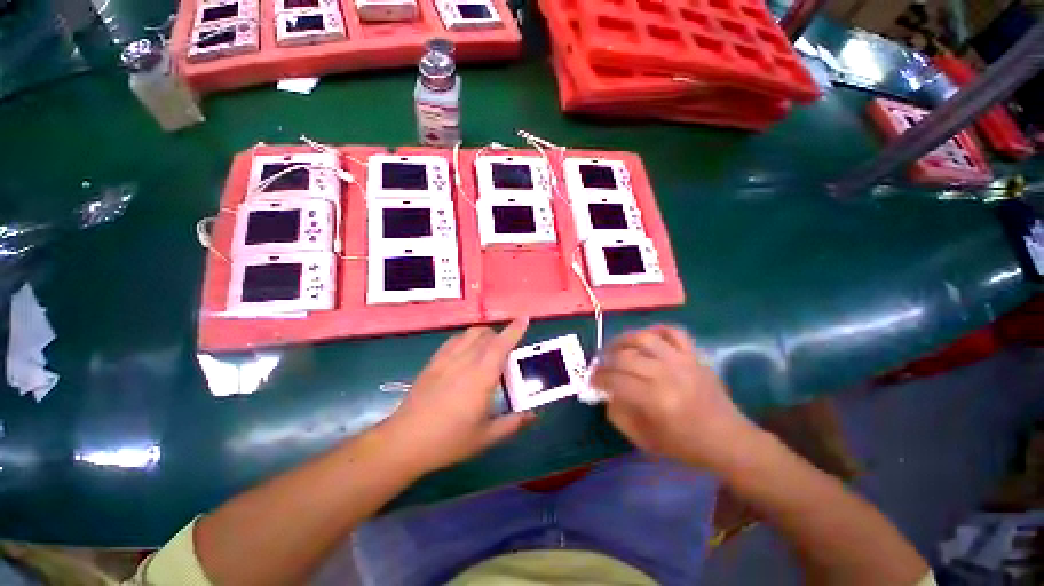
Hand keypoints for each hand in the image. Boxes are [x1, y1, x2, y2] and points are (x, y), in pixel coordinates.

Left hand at [383, 318, 534, 474]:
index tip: (525, 319)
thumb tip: (533, 415)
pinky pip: (454, 340)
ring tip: (488, 350)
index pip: (502, 345)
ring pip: (470, 333)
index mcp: (482, 377)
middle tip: (508, 352)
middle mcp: (465, 361)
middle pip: (487, 335)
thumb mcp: (486, 437)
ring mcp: (447, 359)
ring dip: (484, 335)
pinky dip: (466, 339)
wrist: (405, 442)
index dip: (515, 330)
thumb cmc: (449, 441)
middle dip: (501, 336)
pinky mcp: (433, 362)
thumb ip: (513, 423)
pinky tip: (466, 354)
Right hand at [591, 325, 758, 469]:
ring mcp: (682, 361)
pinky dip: (655, 330)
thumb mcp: (645, 441)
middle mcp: (666, 375)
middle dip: (605, 360)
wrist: (730, 440)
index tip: (591, 381)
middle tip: (599, 366)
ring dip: (623, 340)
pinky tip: (645, 339)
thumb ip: (619, 416)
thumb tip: (606, 394)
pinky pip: (672, 332)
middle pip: (624, 356)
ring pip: (644, 338)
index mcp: (655, 400)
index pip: (615, 380)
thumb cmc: (686, 446)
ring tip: (614, 348)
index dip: (598, 378)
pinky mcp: (693, 355)